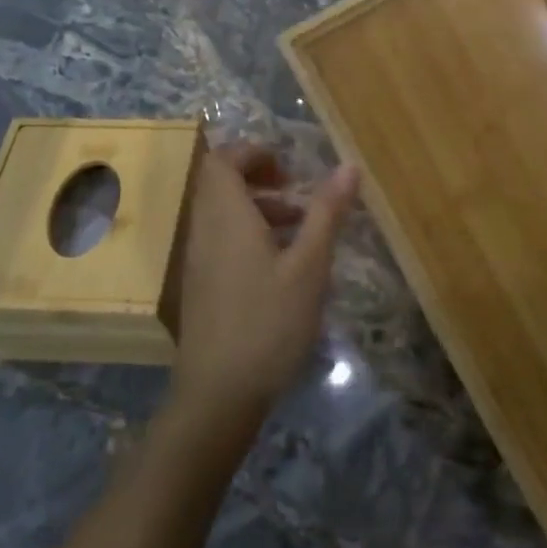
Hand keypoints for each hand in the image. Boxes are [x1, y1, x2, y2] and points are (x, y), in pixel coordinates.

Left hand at [167, 142, 358, 421]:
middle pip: (218, 184)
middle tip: (296, 193)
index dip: (253, 153)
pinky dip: (247, 234)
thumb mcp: (309, 266)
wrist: (218, 394)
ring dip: (256, 208)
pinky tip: (281, 265)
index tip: (288, 168)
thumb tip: (348, 165)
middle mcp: (204, 230)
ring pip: (220, 213)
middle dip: (258, 178)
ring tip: (299, 228)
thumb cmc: (269, 322)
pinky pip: (219, 239)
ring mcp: (197, 260)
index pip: (222, 160)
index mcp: (226, 216)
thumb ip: (326, 212)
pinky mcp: (199, 286)